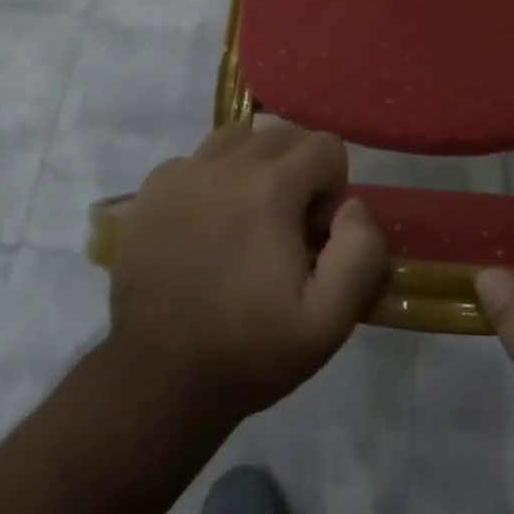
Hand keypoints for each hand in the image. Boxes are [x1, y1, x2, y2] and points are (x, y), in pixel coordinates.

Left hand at [106, 121, 387, 426]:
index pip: (326, 145)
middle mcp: (225, 164)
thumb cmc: (247, 351)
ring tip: (249, 216)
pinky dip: (213, 176)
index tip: (314, 235)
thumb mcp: (328, 322)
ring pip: (240, 136)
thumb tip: (353, 205)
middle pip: (284, 133)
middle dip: (299, 169)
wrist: (156, 380)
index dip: (332, 189)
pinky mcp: (152, 189)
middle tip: (286, 227)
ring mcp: (183, 172)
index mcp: (270, 188)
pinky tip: (207, 223)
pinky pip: (198, 157)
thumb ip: (361, 252)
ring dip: (257, 164)